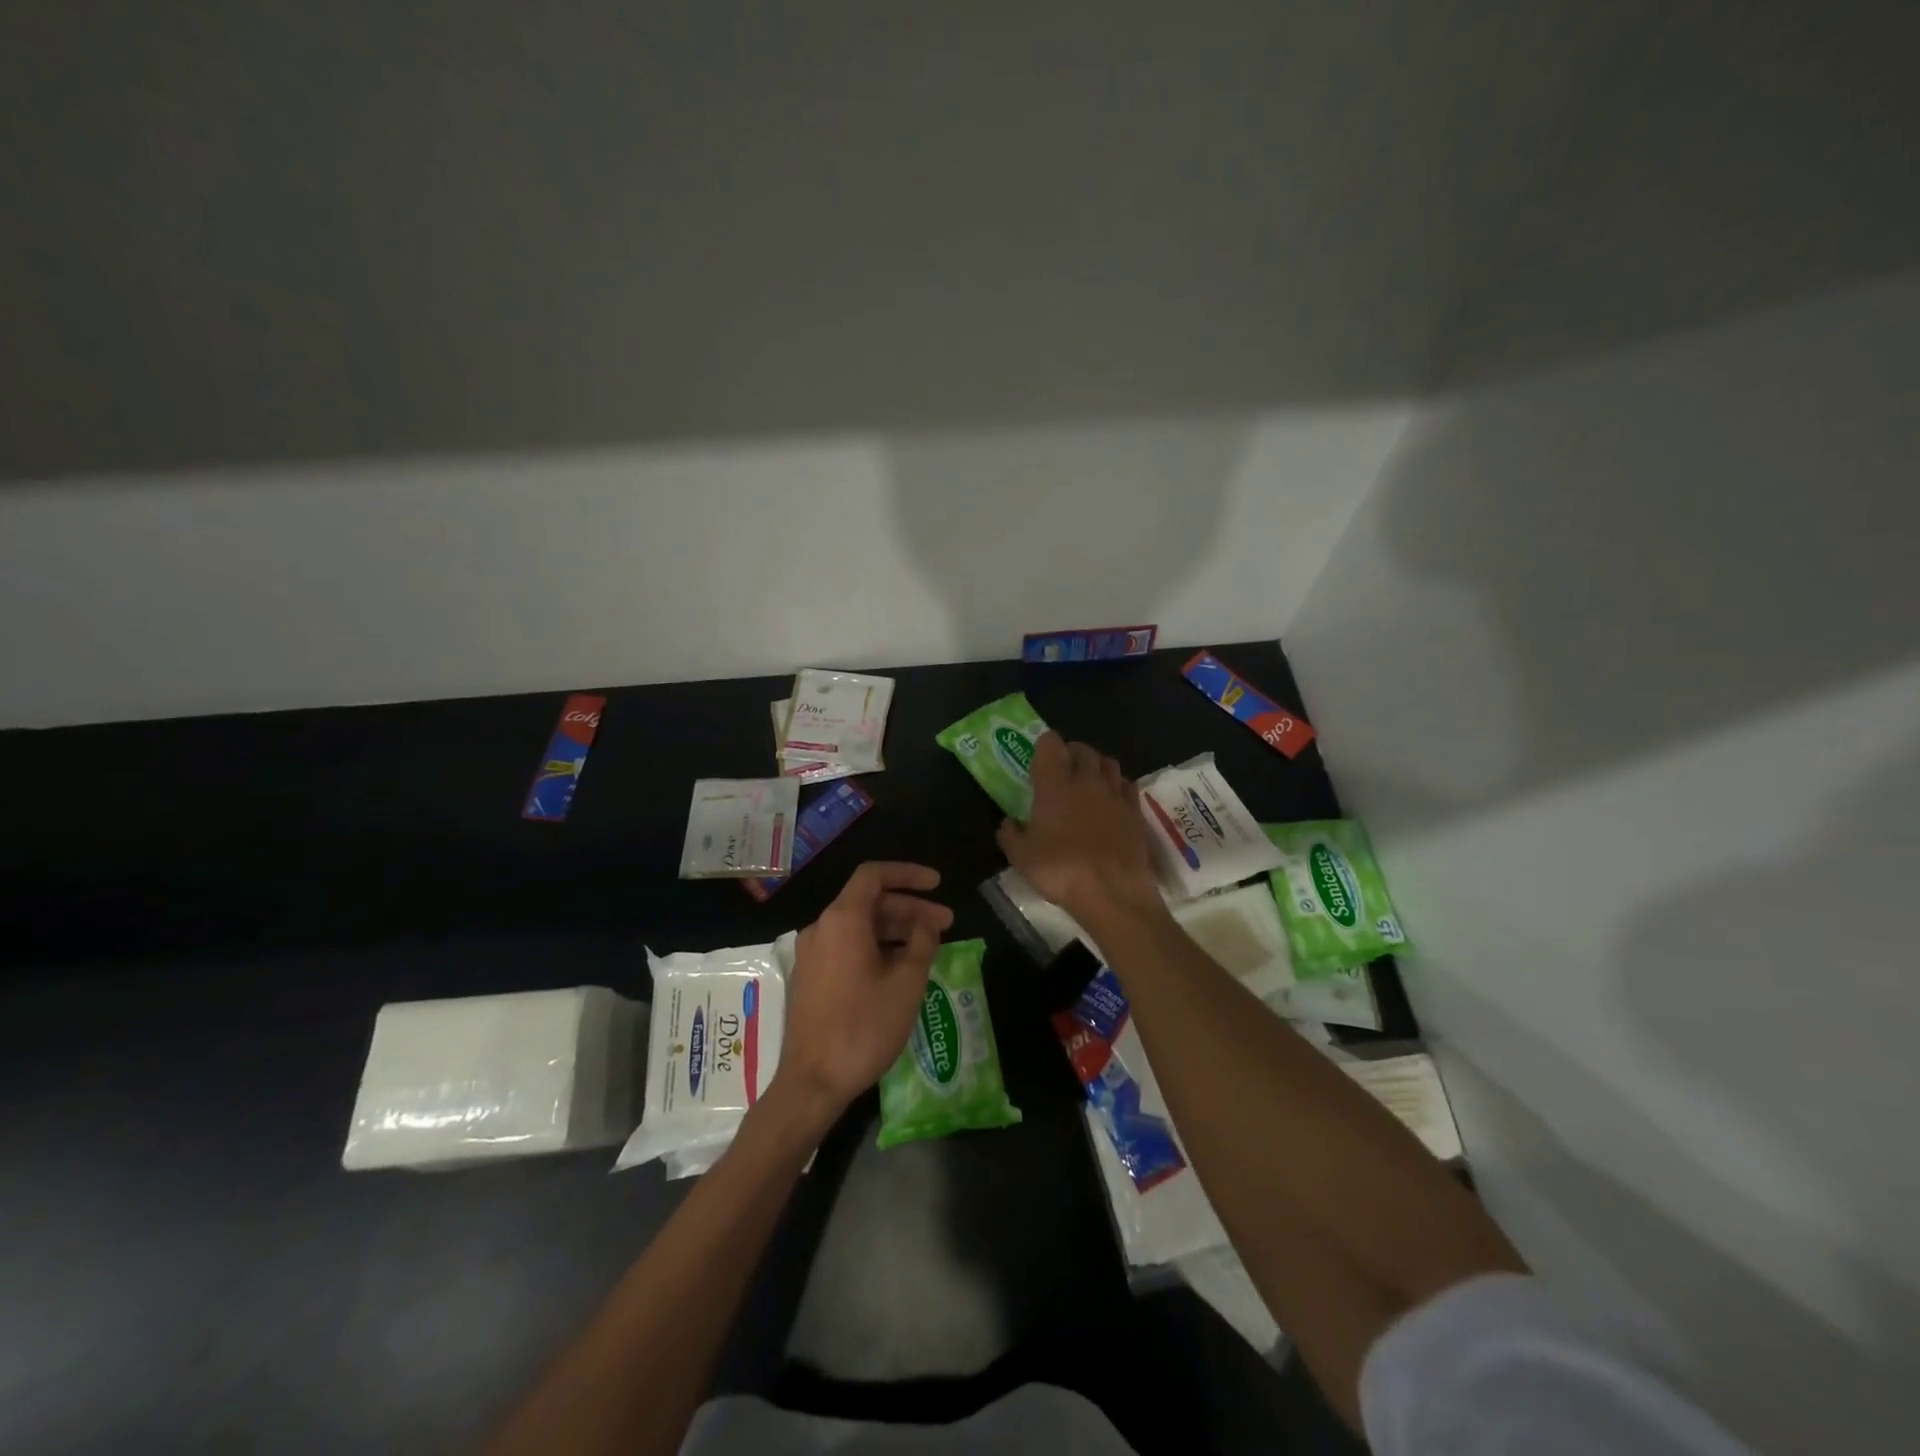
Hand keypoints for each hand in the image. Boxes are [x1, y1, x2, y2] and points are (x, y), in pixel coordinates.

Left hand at [773, 862, 954, 1122]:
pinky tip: (901, 967)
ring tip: (929, 946)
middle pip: (869, 902)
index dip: (908, 874)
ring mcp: (812, 954)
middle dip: (910, 909)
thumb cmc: (864, 1027)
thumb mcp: (906, 982)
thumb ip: (922, 943)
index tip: (937, 884)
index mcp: (842, 920)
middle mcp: (821, 928)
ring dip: (895, 930)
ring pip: (858, 926)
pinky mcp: (810, 977)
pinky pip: (846, 947)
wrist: (813, 1082)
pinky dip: (876, 947)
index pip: (874, 875)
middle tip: (946, 924)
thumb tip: (926, 924)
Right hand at [997, 732, 1159, 922]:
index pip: (1050, 744)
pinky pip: (1127, 785)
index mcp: (1054, 784)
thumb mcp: (1021, 857)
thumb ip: (1010, 834)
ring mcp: (1115, 794)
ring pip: (1108, 763)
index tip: (1038, 759)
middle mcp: (1086, 780)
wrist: (1111, 891)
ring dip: (1097, 766)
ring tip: (1089, 782)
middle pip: (1083, 749)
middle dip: (1072, 753)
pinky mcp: (1136, 811)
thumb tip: (1009, 823)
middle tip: (1063, 770)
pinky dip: (1118, 786)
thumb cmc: (1060, 870)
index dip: (1044, 746)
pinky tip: (1112, 801)